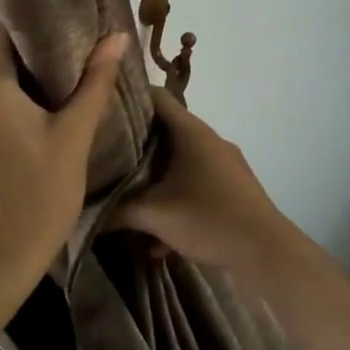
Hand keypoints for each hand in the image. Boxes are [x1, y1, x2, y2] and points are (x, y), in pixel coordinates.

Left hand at [0, 21, 130, 286]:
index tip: (72, 18)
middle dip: (33, 44)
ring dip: (20, 69)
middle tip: (78, 45)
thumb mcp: (74, 134)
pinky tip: (38, 102)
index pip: (5, 26)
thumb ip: (95, 80)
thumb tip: (116, 36)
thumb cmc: (39, 193)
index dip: (39, 18)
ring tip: (65, 72)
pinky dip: (5, 92)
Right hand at [117, 89, 313, 285]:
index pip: (156, 97)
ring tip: (126, 200)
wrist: (264, 252)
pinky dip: (175, 204)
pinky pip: (196, 187)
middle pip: (165, 132)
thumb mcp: (154, 215)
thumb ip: (116, 210)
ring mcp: (224, 166)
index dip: (128, 97)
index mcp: (192, 132)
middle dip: (135, 146)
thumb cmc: (208, 218)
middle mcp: (209, 141)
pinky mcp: (233, 190)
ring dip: (155, 181)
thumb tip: (85, 211)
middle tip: (104, 157)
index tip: (101, 108)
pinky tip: (158, 241)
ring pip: (180, 164)